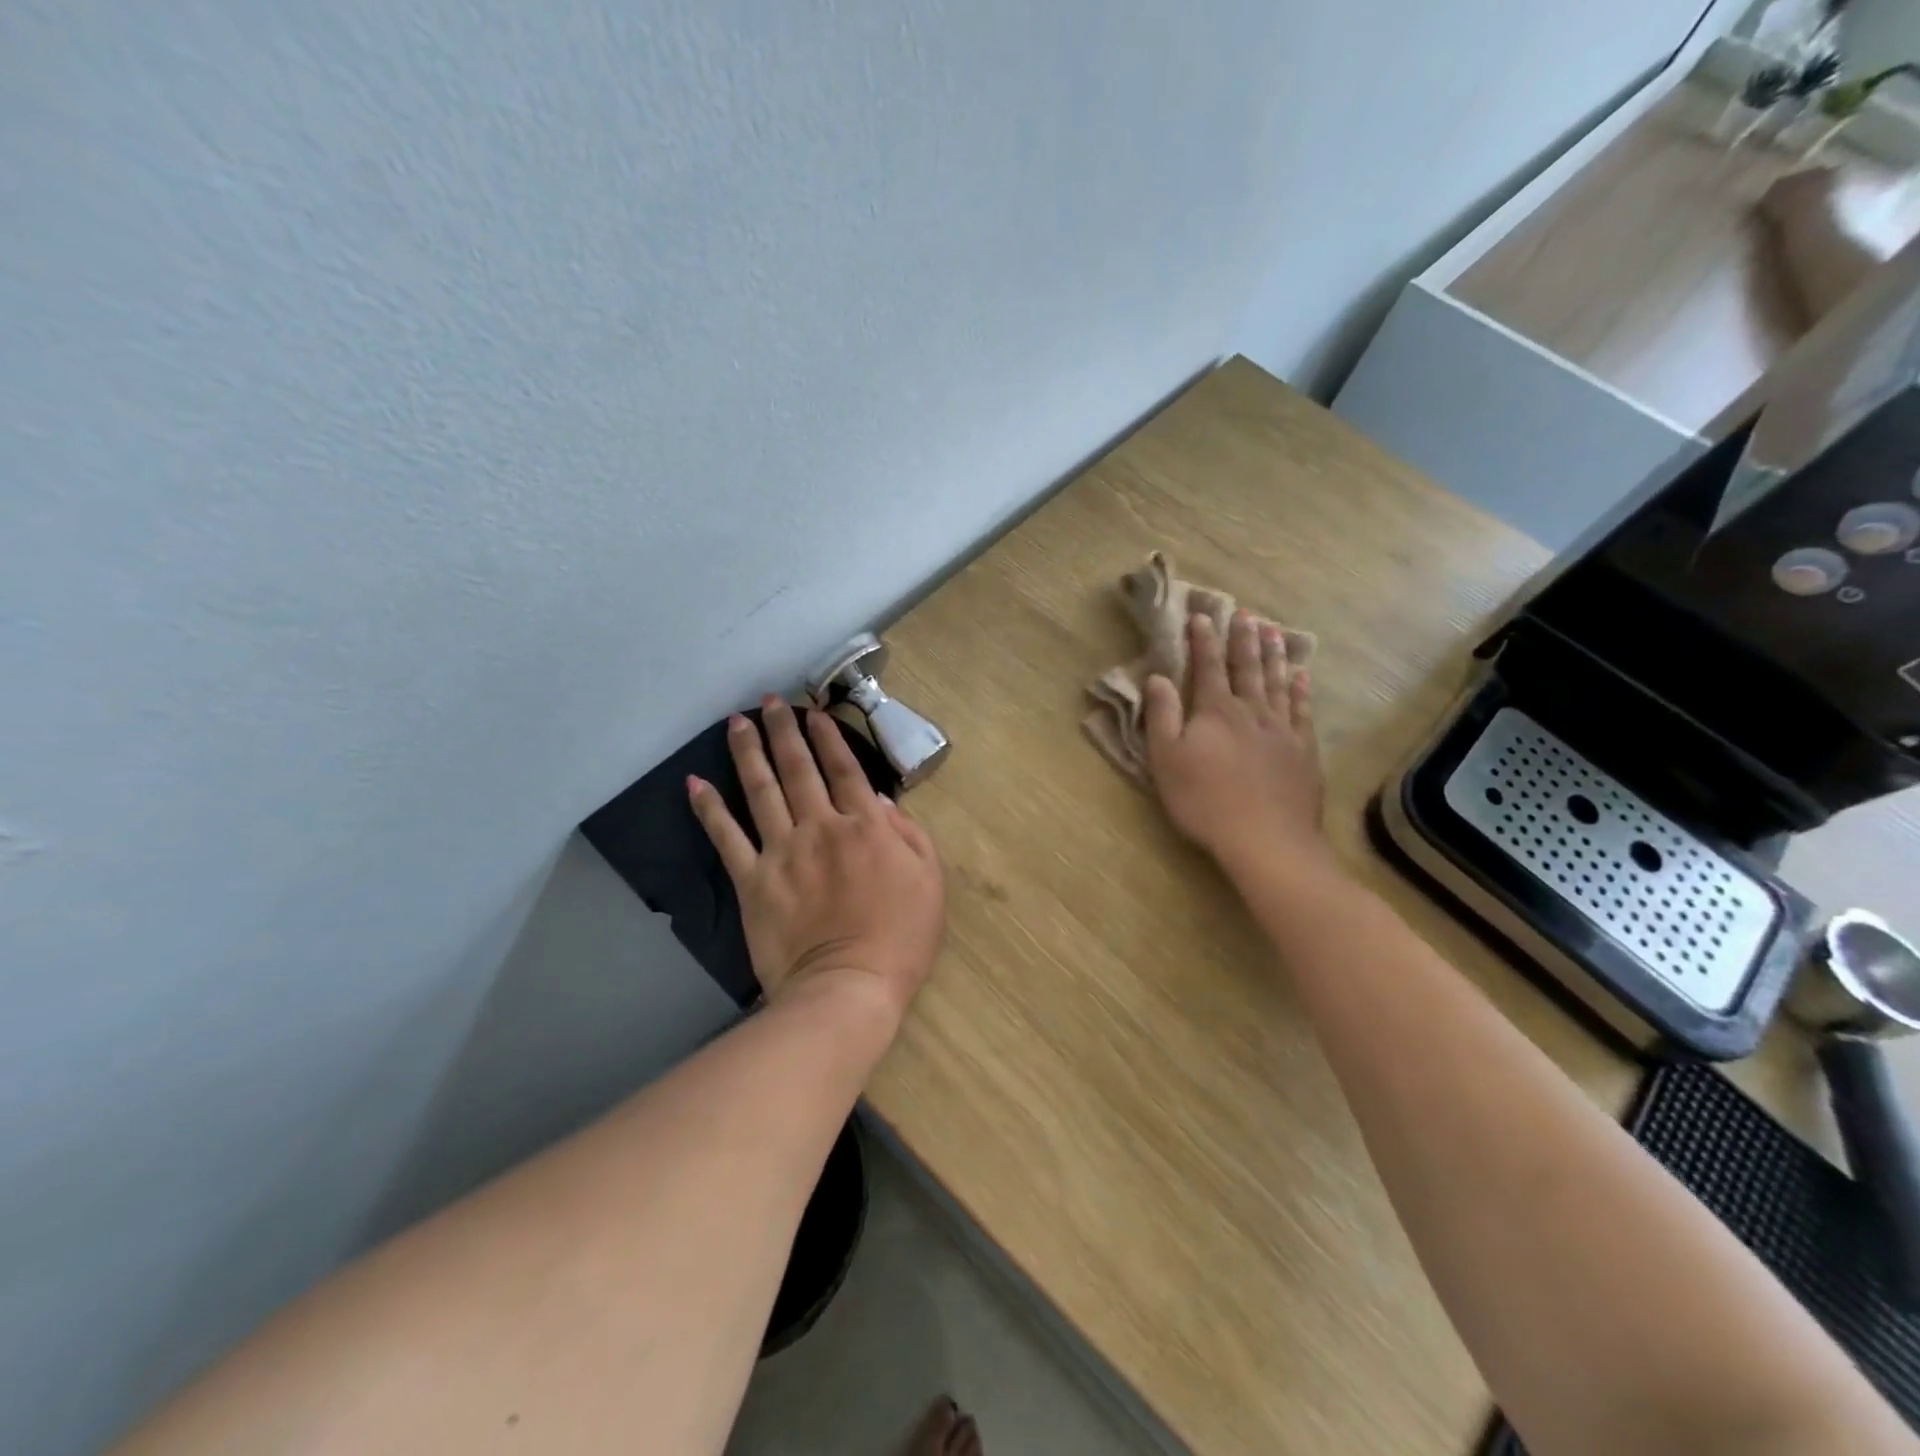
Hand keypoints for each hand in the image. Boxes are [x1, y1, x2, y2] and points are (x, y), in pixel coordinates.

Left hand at [688, 697, 945, 1022]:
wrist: (849, 988)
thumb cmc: (900, 939)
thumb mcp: (929, 881)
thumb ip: (909, 834)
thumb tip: (878, 800)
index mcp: (866, 827)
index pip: (845, 769)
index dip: (828, 738)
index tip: (813, 712)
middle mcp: (821, 827)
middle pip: (799, 769)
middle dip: (784, 731)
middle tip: (770, 701)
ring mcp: (782, 852)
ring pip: (761, 790)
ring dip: (748, 752)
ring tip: (737, 722)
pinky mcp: (752, 881)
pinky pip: (727, 838)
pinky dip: (709, 810)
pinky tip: (695, 784)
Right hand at [1144, 612, 1328, 877]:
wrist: (1266, 839)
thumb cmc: (1205, 801)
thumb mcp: (1166, 760)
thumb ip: (1161, 715)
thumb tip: (1157, 677)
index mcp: (1216, 711)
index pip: (1208, 667)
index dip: (1203, 640)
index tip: (1202, 615)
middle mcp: (1252, 711)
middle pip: (1248, 667)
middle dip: (1243, 638)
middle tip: (1245, 613)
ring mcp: (1282, 729)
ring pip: (1278, 682)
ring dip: (1274, 655)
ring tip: (1274, 631)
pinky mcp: (1303, 750)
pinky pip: (1303, 709)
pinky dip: (1301, 689)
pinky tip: (1301, 676)